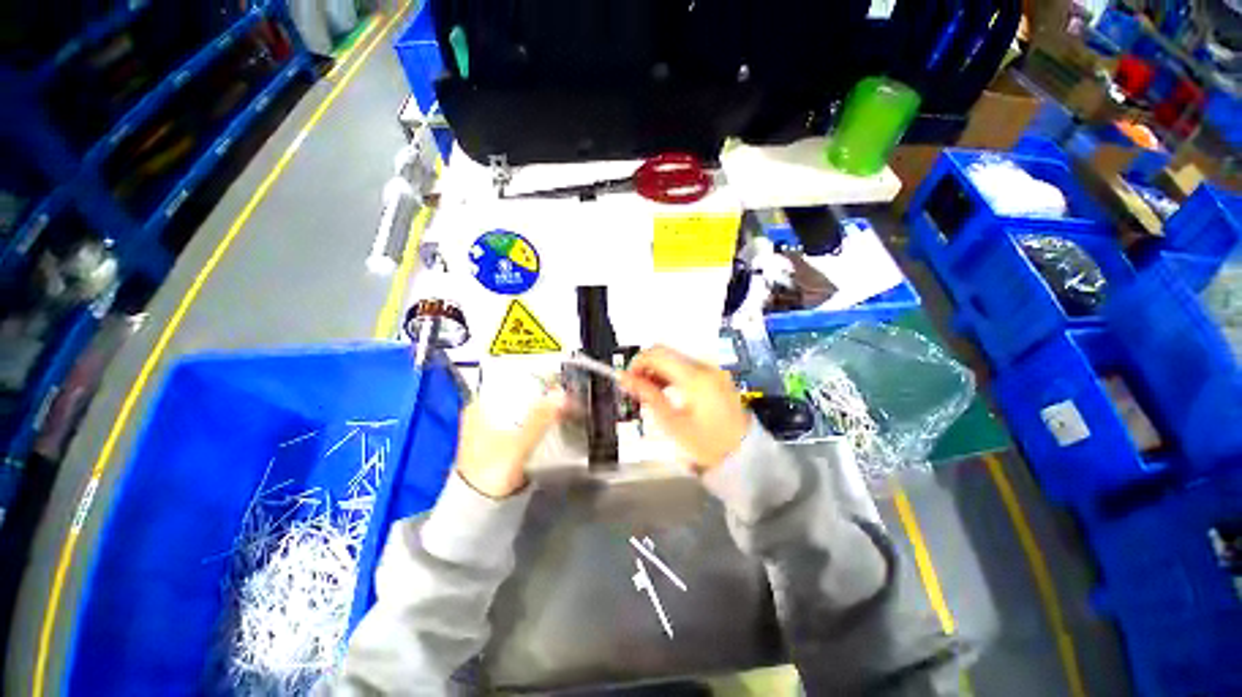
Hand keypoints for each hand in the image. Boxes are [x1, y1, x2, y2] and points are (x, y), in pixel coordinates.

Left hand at [455, 388, 566, 497]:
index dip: (532, 378)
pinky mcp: (501, 440)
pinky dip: (537, 419)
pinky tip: (552, 419)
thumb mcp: (518, 444)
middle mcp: (484, 411)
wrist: (479, 508)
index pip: (508, 381)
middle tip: (564, 392)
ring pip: (521, 408)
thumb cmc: (492, 471)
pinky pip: (523, 421)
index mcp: (480, 406)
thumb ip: (540, 419)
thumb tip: (562, 394)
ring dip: (540, 406)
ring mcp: (492, 426)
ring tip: (563, 403)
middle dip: (540, 393)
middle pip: (517, 394)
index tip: (555, 378)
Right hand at [622, 345, 749, 470]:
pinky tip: (667, 391)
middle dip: (646, 366)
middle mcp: (705, 366)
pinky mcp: (716, 376)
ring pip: (675, 358)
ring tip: (650, 393)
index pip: (657, 353)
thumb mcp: (671, 422)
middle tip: (636, 389)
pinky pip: (688, 366)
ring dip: (658, 370)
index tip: (627, 380)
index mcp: (694, 377)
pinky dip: (672, 374)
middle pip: (666, 352)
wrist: (743, 455)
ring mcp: (713, 370)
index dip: (637, 363)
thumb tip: (625, 378)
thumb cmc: (705, 444)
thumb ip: (648, 395)